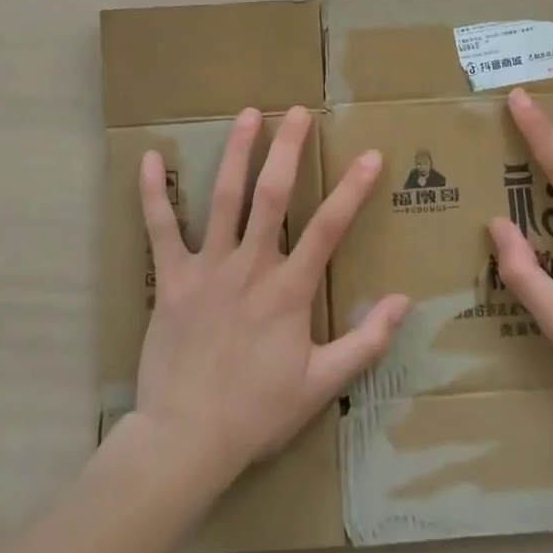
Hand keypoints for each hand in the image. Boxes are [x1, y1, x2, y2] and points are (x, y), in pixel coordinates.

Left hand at [132, 105, 409, 489]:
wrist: (185, 440)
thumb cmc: (257, 412)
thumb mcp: (322, 384)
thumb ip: (366, 342)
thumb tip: (404, 301)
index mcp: (288, 290)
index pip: (328, 228)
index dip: (352, 189)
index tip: (370, 155)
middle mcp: (250, 266)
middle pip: (272, 196)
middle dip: (288, 149)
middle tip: (297, 112)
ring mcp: (206, 268)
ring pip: (223, 199)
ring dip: (236, 153)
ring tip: (248, 115)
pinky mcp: (170, 279)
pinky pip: (160, 229)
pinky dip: (153, 194)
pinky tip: (148, 159)